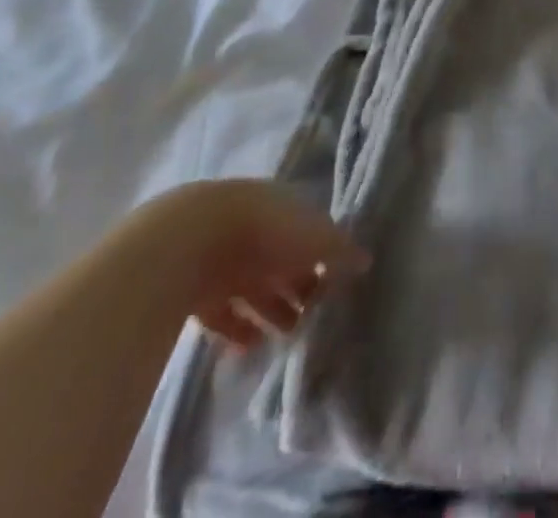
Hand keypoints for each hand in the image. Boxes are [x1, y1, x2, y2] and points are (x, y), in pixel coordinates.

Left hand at [141, 180, 369, 350]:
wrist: (191, 242)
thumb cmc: (266, 232)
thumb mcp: (315, 238)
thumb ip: (341, 252)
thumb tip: (366, 260)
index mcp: (286, 208)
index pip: (311, 233)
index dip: (324, 259)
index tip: (335, 288)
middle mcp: (258, 228)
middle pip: (282, 261)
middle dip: (297, 289)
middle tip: (312, 320)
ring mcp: (226, 257)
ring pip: (254, 287)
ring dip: (270, 311)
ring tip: (284, 340)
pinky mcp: (197, 288)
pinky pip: (223, 311)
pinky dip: (236, 329)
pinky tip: (248, 348)